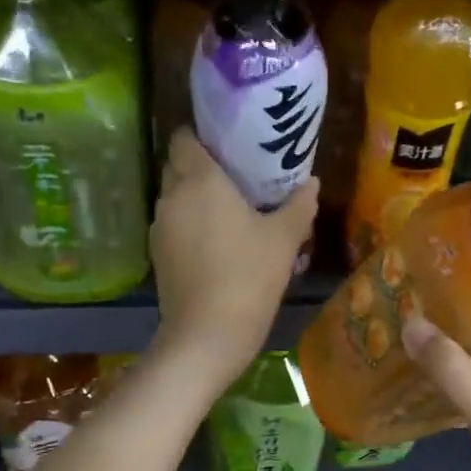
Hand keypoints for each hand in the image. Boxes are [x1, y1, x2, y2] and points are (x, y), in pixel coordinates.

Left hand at [150, 128, 317, 393]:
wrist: (207, 335)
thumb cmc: (249, 277)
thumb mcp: (284, 240)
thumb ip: (299, 205)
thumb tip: (312, 183)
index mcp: (200, 180)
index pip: (184, 138)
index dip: (201, 135)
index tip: (226, 144)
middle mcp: (172, 196)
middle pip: (177, 166)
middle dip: (199, 166)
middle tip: (234, 177)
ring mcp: (160, 228)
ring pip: (173, 198)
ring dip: (193, 199)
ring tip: (227, 211)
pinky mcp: (157, 256)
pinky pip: (172, 226)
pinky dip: (188, 226)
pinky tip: (214, 243)